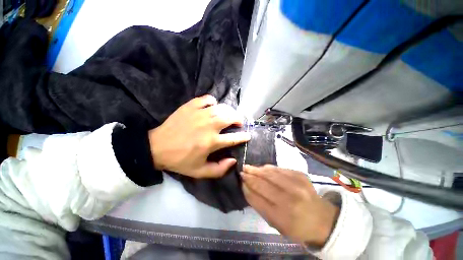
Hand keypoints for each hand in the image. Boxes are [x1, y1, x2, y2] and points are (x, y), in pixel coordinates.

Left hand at [148, 95, 250, 177]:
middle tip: (238, 123)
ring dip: (229, 111)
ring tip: (228, 115)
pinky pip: (207, 99)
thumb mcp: (200, 172)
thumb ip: (219, 169)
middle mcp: (209, 126)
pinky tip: (212, 107)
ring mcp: (200, 114)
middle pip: (230, 118)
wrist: (157, 147)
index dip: (243, 137)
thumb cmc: (180, 160)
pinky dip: (213, 102)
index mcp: (211, 142)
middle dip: (238, 120)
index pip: (234, 138)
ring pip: (222, 108)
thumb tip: (233, 160)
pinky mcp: (191, 106)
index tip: (248, 135)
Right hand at [241, 165, 339, 247]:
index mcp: (283, 217)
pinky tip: (263, 168)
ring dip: (257, 169)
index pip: (258, 198)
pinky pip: (280, 169)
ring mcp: (297, 185)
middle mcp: (290, 199)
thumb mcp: (276, 224)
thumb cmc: (296, 226)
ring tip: (249, 167)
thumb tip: (247, 188)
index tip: (240, 181)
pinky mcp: (301, 175)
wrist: (322, 219)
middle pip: (263, 183)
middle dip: (250, 176)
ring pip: (271, 173)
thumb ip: (260, 206)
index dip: (247, 188)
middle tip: (242, 171)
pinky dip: (269, 168)